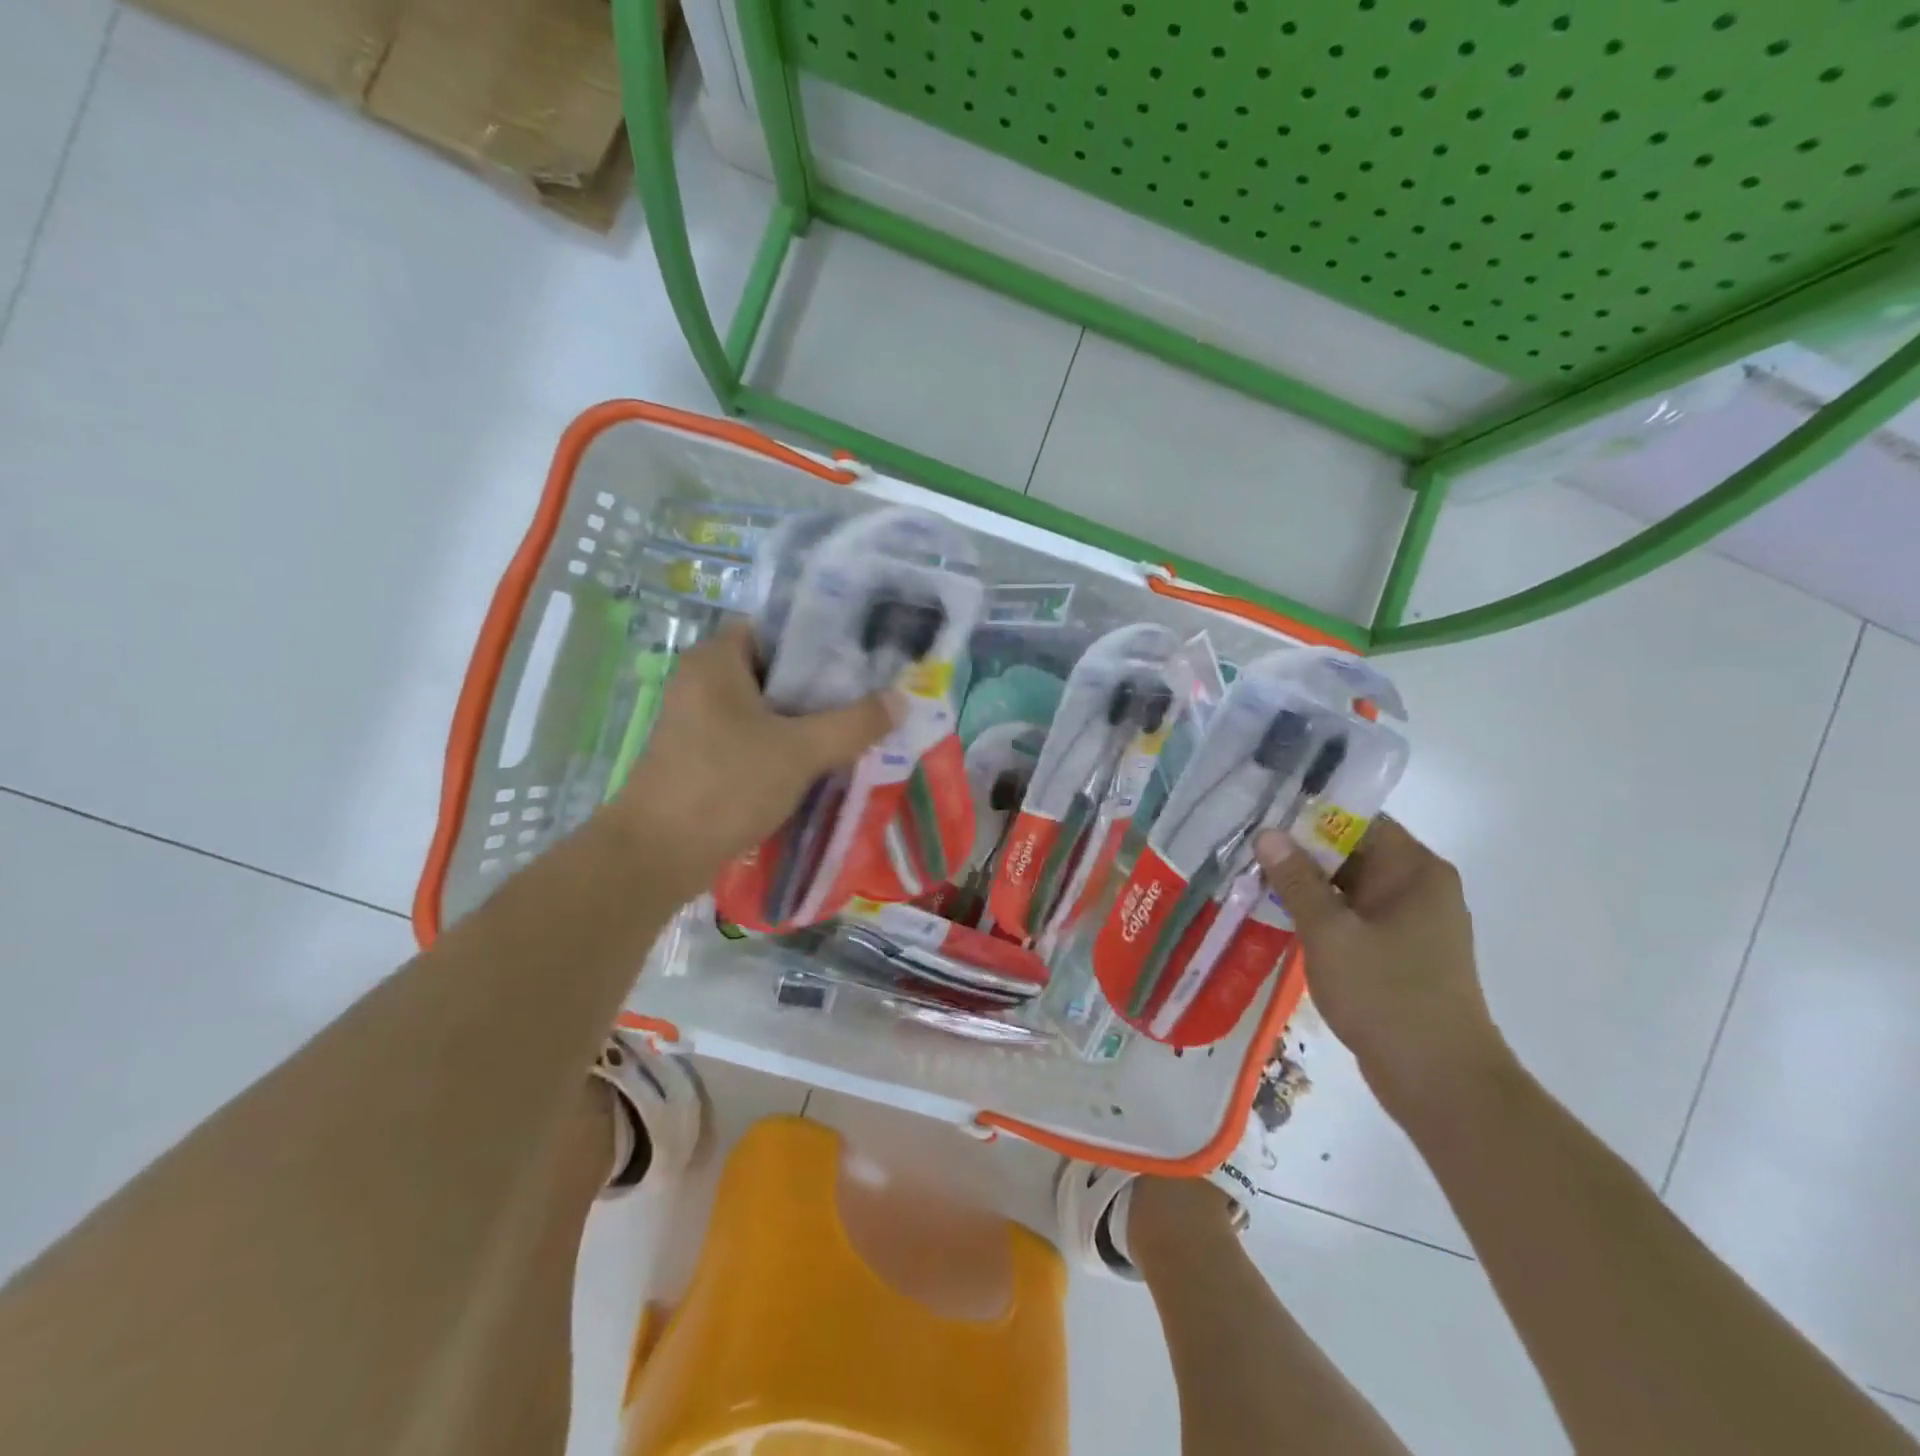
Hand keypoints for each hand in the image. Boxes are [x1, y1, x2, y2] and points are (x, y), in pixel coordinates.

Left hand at [608, 625, 893, 897]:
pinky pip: (754, 736)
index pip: (776, 629)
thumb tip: (901, 700)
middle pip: (775, 670)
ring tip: (856, 727)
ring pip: (767, 708)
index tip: (863, 657)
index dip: (820, 639)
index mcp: (716, 660)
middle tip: (869, 695)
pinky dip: (785, 744)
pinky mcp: (702, 755)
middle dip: (822, 685)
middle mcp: (702, 681)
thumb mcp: (800, 751)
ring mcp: (699, 721)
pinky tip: (821, 761)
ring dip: (807, 719)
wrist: (658, 855)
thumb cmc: (726, 785)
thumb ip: (854, 723)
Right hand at [1255, 817, 1512, 1119]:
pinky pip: (1354, 916)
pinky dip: (1322, 914)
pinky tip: (1280, 917)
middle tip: (1247, 852)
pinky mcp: (1400, 952)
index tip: (1262, 821)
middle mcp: (1419, 887)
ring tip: (1253, 881)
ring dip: (1307, 886)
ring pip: (1349, 886)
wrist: (1440, 1082)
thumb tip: (1268, 833)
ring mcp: (1411, 921)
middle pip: (1352, 851)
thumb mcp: (1330, 932)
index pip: (1357, 819)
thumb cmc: (1386, 995)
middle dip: (1301, 853)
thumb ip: (1296, 880)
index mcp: (1415, 870)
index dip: (1308, 816)